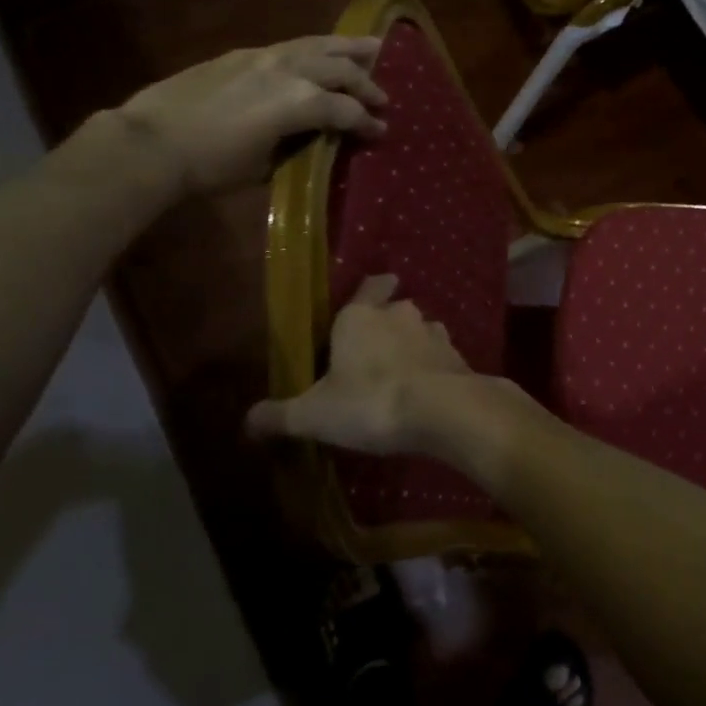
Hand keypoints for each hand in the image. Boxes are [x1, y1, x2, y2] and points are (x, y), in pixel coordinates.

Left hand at [115, 36, 385, 194]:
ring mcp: (266, 57)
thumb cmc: (212, 166)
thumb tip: (314, 139)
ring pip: (319, 45)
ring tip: (372, 47)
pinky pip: (292, 45)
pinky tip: (320, 52)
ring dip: (349, 48)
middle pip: (342, 70)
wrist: (151, 142)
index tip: (382, 132)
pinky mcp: (244, 54)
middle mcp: (291, 71)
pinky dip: (316, 47)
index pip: (348, 111)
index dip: (368, 123)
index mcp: (302, 102)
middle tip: (383, 98)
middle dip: (367, 84)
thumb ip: (298, 146)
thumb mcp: (266, 165)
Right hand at [247, 276, 531, 458]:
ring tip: (401, 373)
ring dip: (413, 346)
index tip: (370, 295)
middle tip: (373, 350)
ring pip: (421, 330)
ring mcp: (435, 333)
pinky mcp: (458, 356)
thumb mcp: (313, 415)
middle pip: (395, 308)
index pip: (370, 285)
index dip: (371, 289)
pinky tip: (426, 391)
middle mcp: (400, 314)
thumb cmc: (369, 402)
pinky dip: (434, 368)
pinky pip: (442, 356)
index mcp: (360, 317)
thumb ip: (280, 415)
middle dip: (388, 323)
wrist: (441, 410)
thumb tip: (247, 420)